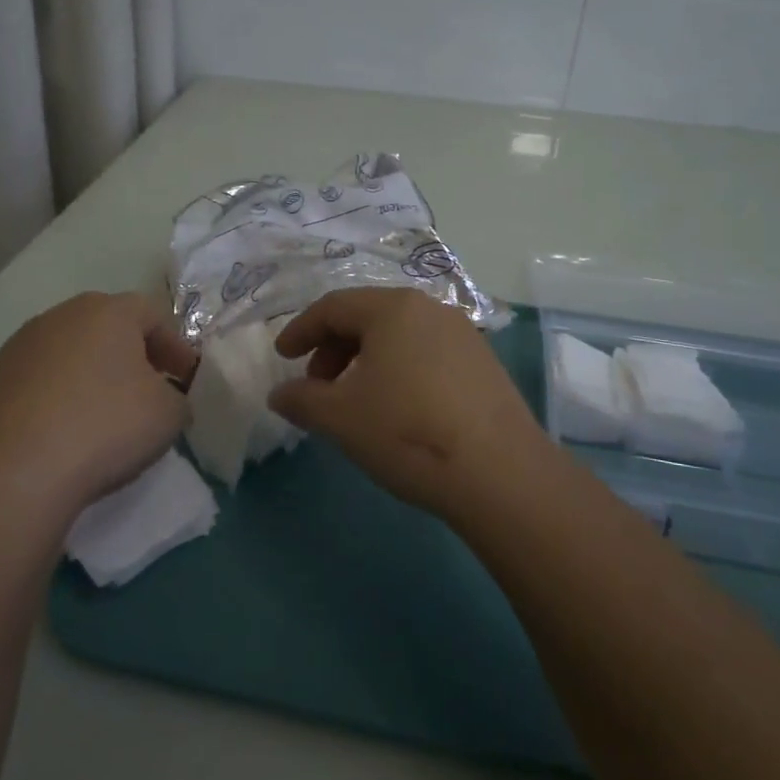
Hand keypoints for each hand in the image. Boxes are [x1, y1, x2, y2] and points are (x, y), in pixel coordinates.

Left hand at [0, 292, 196, 519]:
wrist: (10, 475)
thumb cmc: (104, 428)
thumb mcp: (169, 416)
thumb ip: (177, 398)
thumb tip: (166, 399)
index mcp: (107, 312)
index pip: (153, 315)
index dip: (175, 346)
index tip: (186, 380)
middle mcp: (59, 317)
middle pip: (106, 328)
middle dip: (131, 357)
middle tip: (148, 391)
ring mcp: (16, 348)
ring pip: (67, 354)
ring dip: (89, 377)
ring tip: (100, 417)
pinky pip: (35, 384)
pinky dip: (54, 400)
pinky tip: (59, 435)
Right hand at [268, 288, 550, 513]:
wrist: (500, 473)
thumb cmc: (407, 432)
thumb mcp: (340, 418)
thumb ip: (301, 399)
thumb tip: (279, 394)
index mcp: (392, 308)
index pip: (333, 307)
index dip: (300, 330)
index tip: (282, 356)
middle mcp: (430, 309)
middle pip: (367, 317)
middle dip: (333, 348)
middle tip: (317, 386)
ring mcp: (463, 334)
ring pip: (399, 336)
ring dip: (365, 361)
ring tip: (355, 400)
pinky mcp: (484, 363)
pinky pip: (426, 353)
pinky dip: (399, 370)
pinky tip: (398, 408)